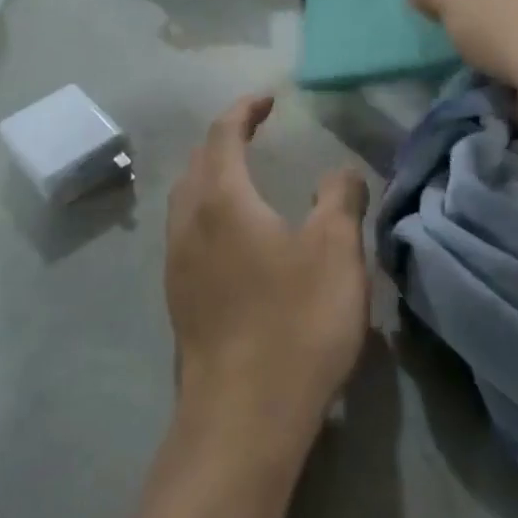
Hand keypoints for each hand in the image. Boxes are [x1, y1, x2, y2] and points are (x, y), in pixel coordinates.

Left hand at [166, 94, 370, 463]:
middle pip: (197, 163)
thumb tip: (339, 172)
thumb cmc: (294, 322)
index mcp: (221, 199)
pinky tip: (235, 238)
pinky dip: (209, 213)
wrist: (243, 417)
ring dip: (211, 177)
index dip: (244, 110)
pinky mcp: (179, 300)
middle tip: (254, 133)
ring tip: (243, 178)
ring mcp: (177, 264)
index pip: (223, 134)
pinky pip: (188, 234)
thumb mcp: (336, 252)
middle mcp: (188, 224)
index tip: (268, 100)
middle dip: (223, 139)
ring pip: (187, 201)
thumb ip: (340, 199)